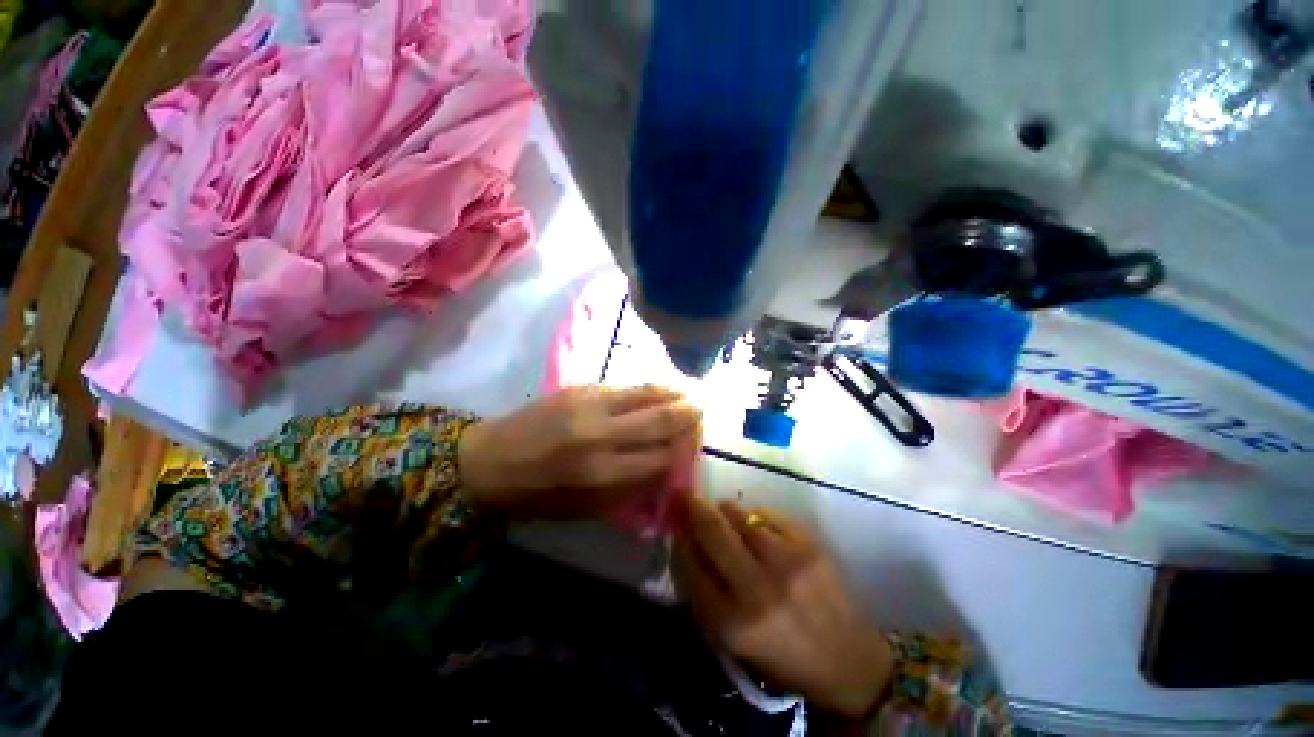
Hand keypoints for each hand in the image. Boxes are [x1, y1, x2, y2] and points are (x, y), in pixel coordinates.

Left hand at [458, 384, 700, 518]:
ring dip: (670, 394)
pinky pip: (623, 386)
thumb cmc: (536, 495)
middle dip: (685, 416)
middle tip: (700, 411)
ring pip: (644, 393)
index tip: (693, 447)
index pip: (660, 458)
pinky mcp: (578, 387)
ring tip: (684, 394)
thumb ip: (629, 490)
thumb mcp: (585, 508)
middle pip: (658, 421)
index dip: (681, 452)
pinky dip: (645, 388)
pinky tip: (654, 390)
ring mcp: (589, 404)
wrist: (488, 460)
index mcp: (601, 474)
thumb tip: (664, 469)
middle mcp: (601, 434)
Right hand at [673, 498, 894, 719]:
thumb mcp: (732, 642)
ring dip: (723, 509)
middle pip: (711, 530)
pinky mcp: (809, 546)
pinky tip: (753, 522)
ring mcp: (786, 563)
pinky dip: (754, 514)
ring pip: (739, 513)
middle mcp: (756, 589)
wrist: (848, 663)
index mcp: (730, 623)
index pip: (688, 564)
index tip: (675, 525)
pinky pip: (767, 514)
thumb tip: (685, 542)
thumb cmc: (781, 657)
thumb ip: (703, 594)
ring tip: (722, 512)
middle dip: (693, 507)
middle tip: (686, 496)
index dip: (679, 538)